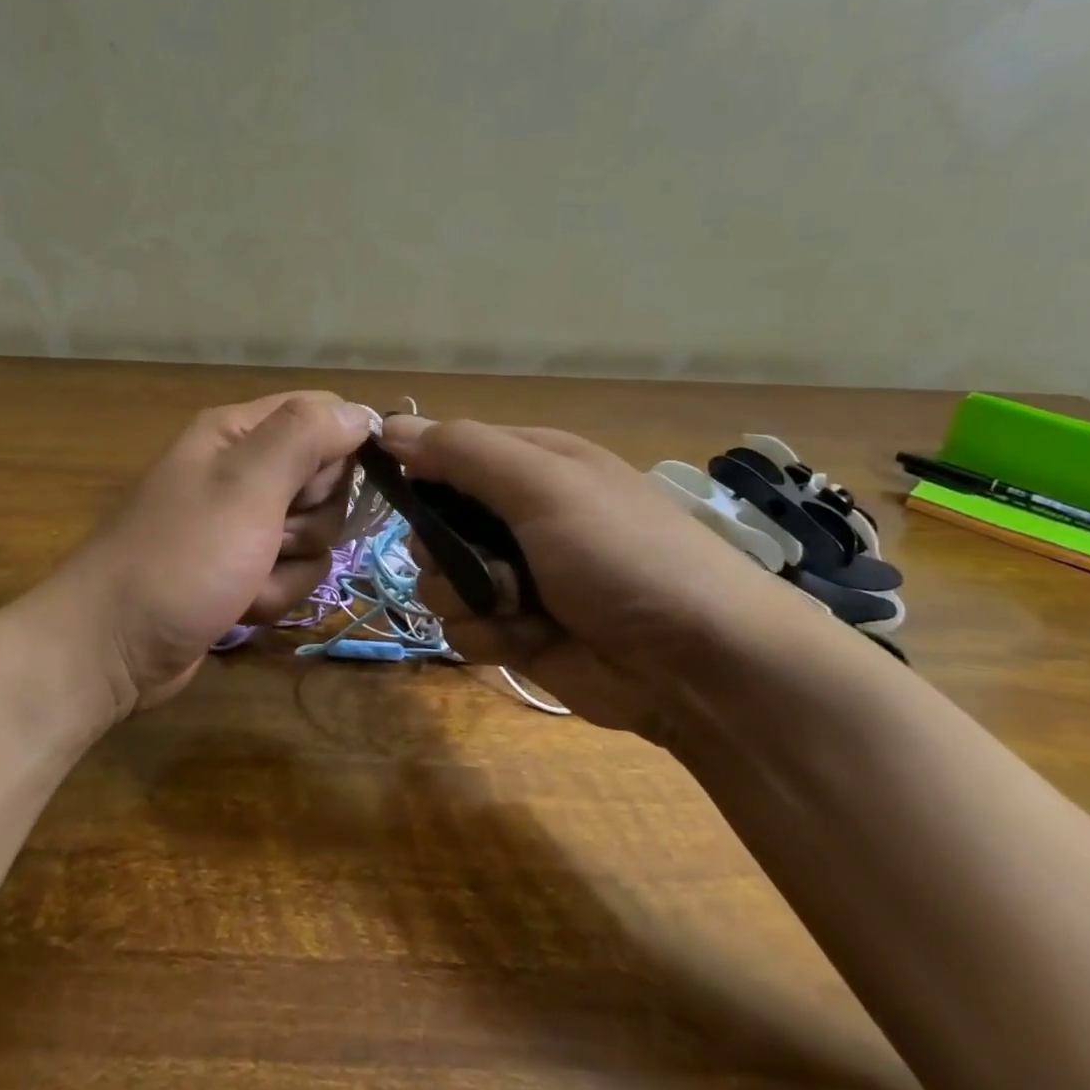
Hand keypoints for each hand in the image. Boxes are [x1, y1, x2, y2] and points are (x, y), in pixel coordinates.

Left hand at [32, 392, 374, 719]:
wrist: (112, 648)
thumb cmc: (180, 558)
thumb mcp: (246, 486)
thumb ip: (304, 437)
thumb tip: (360, 412)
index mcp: (239, 433)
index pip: (323, 413)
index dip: (340, 448)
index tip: (321, 485)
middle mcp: (244, 470)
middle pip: (327, 478)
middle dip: (311, 517)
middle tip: (272, 533)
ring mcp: (245, 524)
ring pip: (317, 532)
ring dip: (292, 564)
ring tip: (248, 576)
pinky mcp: (245, 570)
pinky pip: (295, 571)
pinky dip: (276, 593)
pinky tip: (242, 604)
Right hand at [381, 415, 804, 740]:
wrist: (698, 663)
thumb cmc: (621, 553)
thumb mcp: (545, 485)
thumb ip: (465, 452)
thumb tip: (391, 425)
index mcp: (529, 466)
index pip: (447, 452)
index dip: (418, 470)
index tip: (397, 492)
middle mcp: (517, 517)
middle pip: (433, 524)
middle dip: (442, 548)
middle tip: (476, 560)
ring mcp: (515, 578)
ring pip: (438, 580)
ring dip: (465, 597)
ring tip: (516, 607)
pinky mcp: (515, 633)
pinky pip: (461, 629)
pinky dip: (486, 636)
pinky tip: (525, 640)